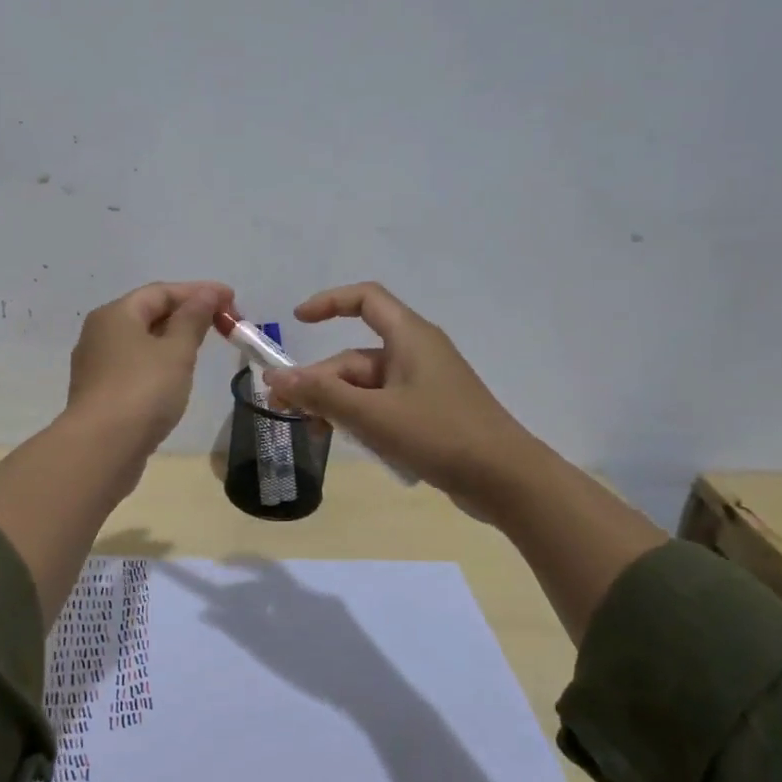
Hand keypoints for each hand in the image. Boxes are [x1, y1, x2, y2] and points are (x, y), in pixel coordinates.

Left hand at [67, 280, 231, 452]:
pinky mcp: (100, 393)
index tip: (231, 299)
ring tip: (202, 347)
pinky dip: (158, 363)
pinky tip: (175, 377)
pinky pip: (134, 366)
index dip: (198, 291)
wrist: (102, 448)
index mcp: (115, 314)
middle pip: (147, 313)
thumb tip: (208, 293)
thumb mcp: (176, 351)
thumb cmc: (143, 390)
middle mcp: (100, 333)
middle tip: (220, 323)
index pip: (161, 291)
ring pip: (140, 342)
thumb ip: (194, 319)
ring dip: (172, 339)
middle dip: (186, 314)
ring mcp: (96, 365)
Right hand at [262, 282, 537, 521]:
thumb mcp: (374, 415)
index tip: (297, 323)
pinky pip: (383, 406)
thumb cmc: (441, 435)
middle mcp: (416, 353)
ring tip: (314, 434)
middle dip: (320, 381)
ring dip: (337, 405)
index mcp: (409, 337)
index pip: (365, 299)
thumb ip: (322, 395)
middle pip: (355, 357)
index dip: (329, 303)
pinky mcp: (429, 414)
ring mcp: (424, 385)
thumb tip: (274, 376)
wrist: (507, 481)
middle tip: (287, 411)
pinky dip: (361, 419)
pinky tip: (349, 443)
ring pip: (366, 386)